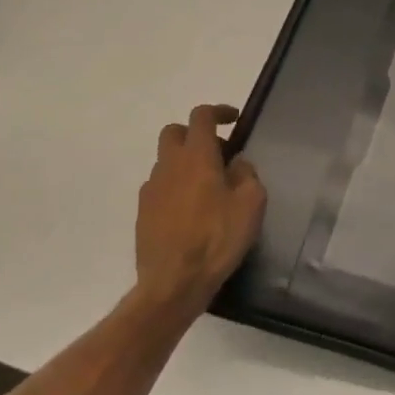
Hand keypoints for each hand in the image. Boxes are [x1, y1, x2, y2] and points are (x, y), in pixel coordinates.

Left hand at [132, 105, 265, 323]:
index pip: (201, 116)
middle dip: (195, 134)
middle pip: (174, 132)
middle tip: (217, 153)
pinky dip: (175, 187)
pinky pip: (160, 187)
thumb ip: (246, 174)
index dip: (218, 112)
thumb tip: (236, 163)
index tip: (234, 120)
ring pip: (166, 161)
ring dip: (185, 163)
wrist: (173, 283)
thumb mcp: (251, 204)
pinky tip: (191, 211)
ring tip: (207, 187)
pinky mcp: (143, 213)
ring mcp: (151, 189)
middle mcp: (169, 166)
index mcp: (197, 157)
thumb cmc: (218, 238)